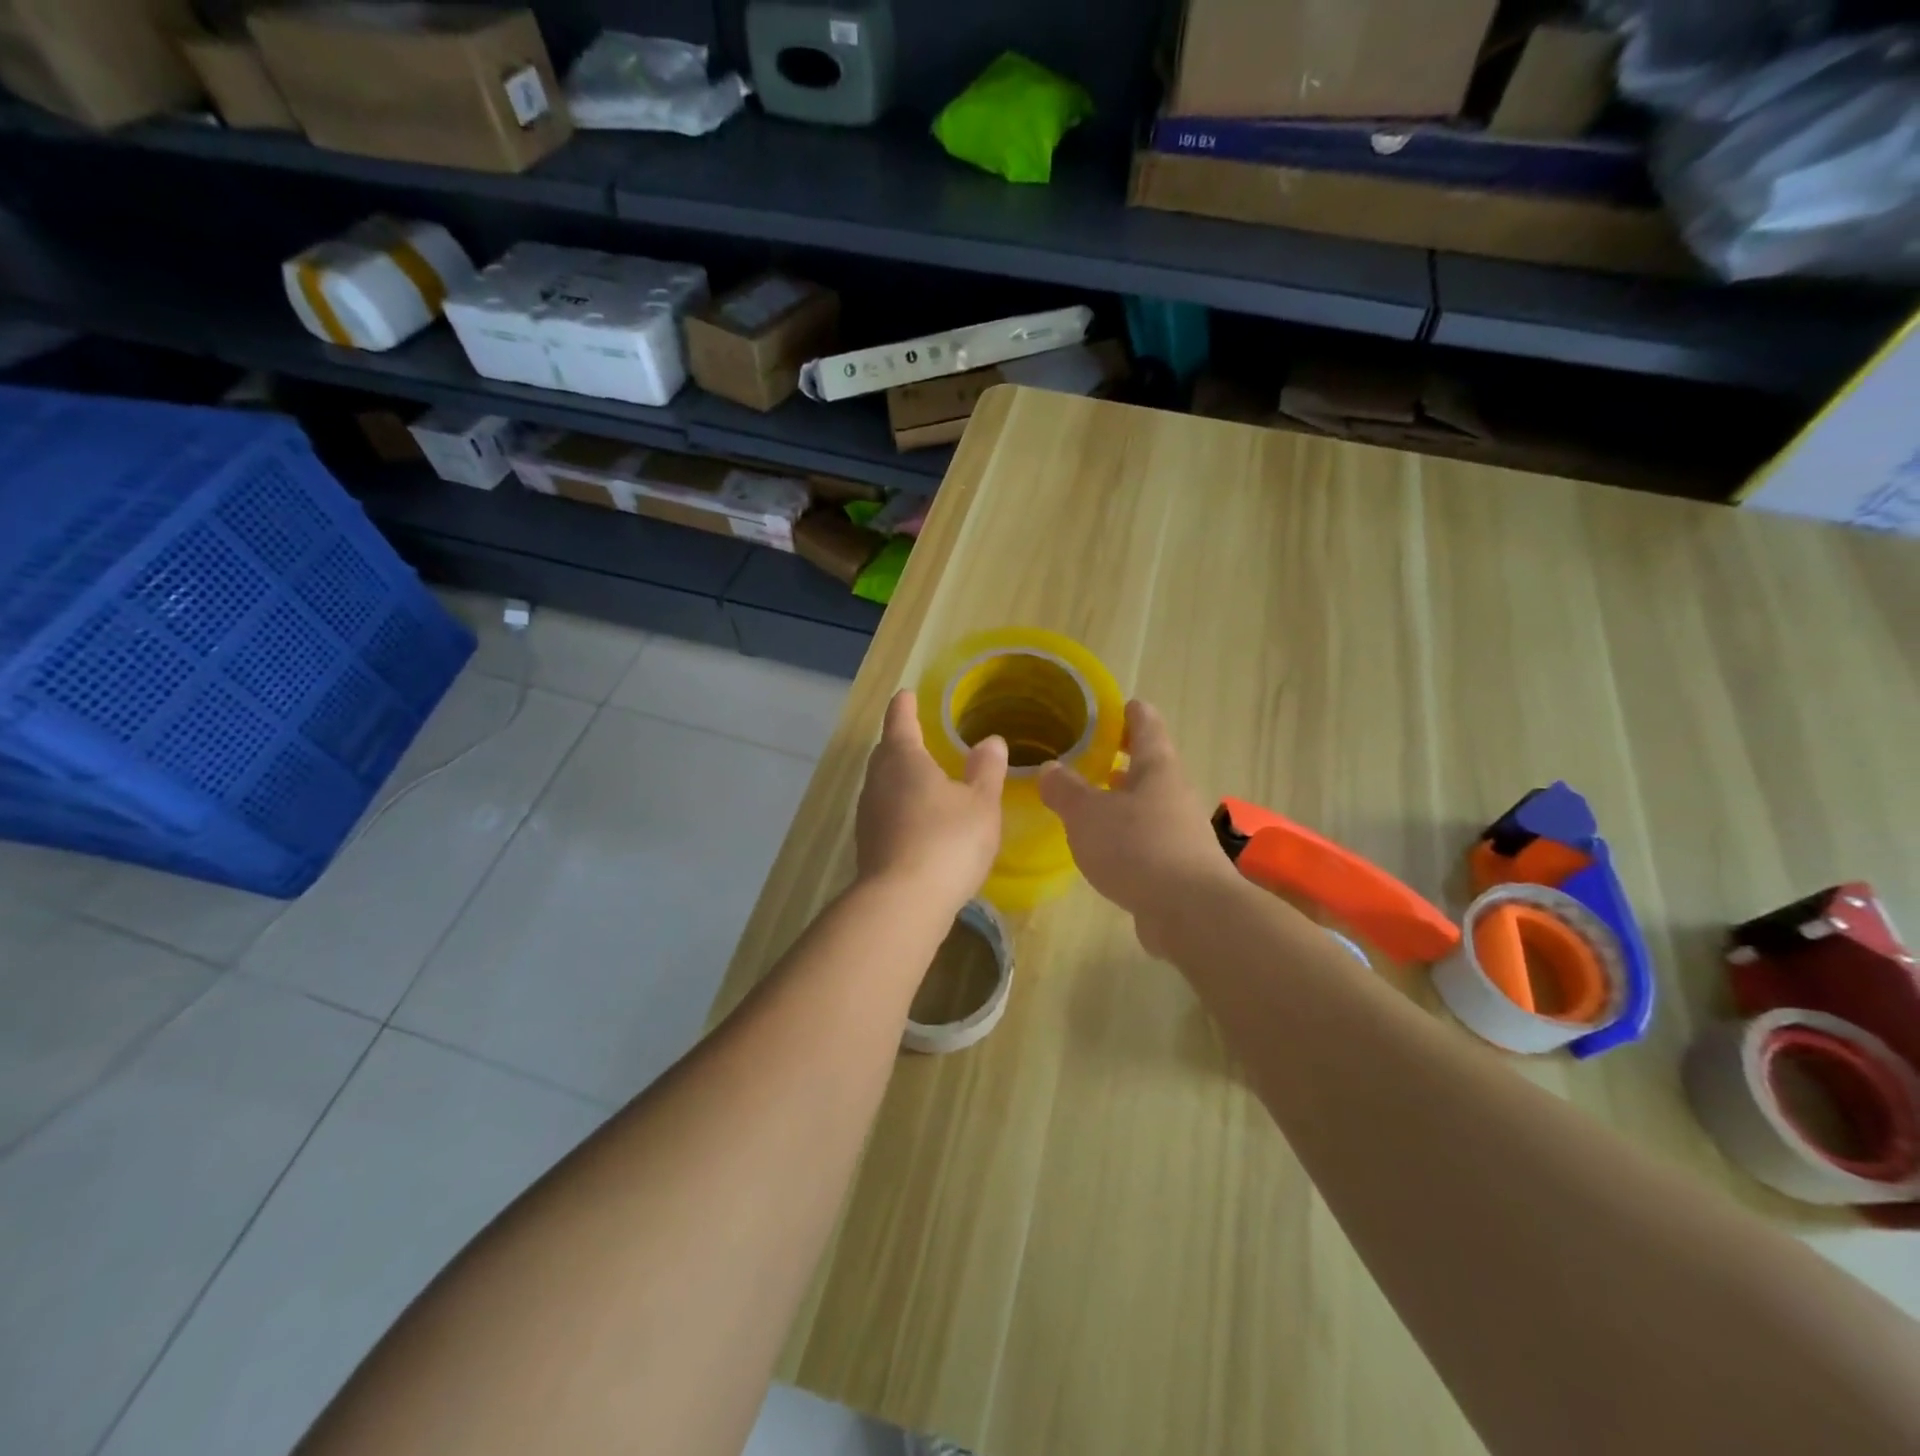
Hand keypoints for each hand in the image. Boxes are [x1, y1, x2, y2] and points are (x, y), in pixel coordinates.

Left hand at [855, 691, 1007, 912]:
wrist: (902, 903)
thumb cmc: (946, 841)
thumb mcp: (981, 804)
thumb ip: (986, 770)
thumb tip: (991, 740)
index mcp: (903, 759)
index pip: (900, 721)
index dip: (905, 706)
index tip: (906, 695)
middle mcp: (878, 781)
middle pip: (885, 753)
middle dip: (899, 741)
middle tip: (916, 735)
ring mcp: (868, 814)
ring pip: (882, 784)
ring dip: (898, 776)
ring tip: (920, 777)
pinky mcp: (868, 844)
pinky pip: (884, 811)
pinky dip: (899, 806)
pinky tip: (916, 820)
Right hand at [1038, 700, 1233, 949]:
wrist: (1190, 912)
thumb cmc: (1137, 847)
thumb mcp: (1087, 814)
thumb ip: (1065, 789)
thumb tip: (1049, 768)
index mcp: (1156, 768)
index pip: (1145, 725)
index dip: (1129, 712)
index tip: (1114, 706)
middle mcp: (1174, 793)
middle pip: (1148, 766)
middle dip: (1120, 760)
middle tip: (1089, 755)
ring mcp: (1180, 831)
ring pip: (1147, 804)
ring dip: (1122, 800)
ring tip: (1091, 801)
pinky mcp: (1178, 865)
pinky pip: (1147, 838)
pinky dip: (1126, 835)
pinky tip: (1104, 848)